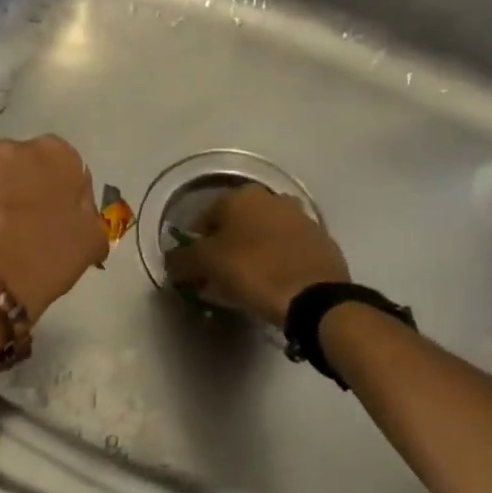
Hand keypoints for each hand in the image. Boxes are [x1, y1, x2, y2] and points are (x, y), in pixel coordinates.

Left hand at [0, 136, 109, 320]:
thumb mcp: (90, 242)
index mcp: (52, 153)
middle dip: (20, 189)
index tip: (60, 218)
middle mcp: (6, 149)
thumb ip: (89, 216)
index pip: (63, 161)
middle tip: (24, 230)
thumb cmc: (46, 258)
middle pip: (18, 166)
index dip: (63, 190)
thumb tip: (78, 213)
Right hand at [164, 184, 349, 326]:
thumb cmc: (253, 271)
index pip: (203, 220)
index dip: (194, 248)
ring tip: (244, 286)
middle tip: (217, 279)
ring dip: (249, 256)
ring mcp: (300, 218)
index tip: (194, 272)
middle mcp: (271, 198)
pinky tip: (270, 286)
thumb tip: (170, 261)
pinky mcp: (321, 241)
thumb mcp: (205, 265)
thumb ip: (181, 260)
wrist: (315, 296)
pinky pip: (285, 251)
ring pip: (261, 238)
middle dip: (223, 250)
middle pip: (235, 227)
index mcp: (241, 195)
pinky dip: (274, 263)